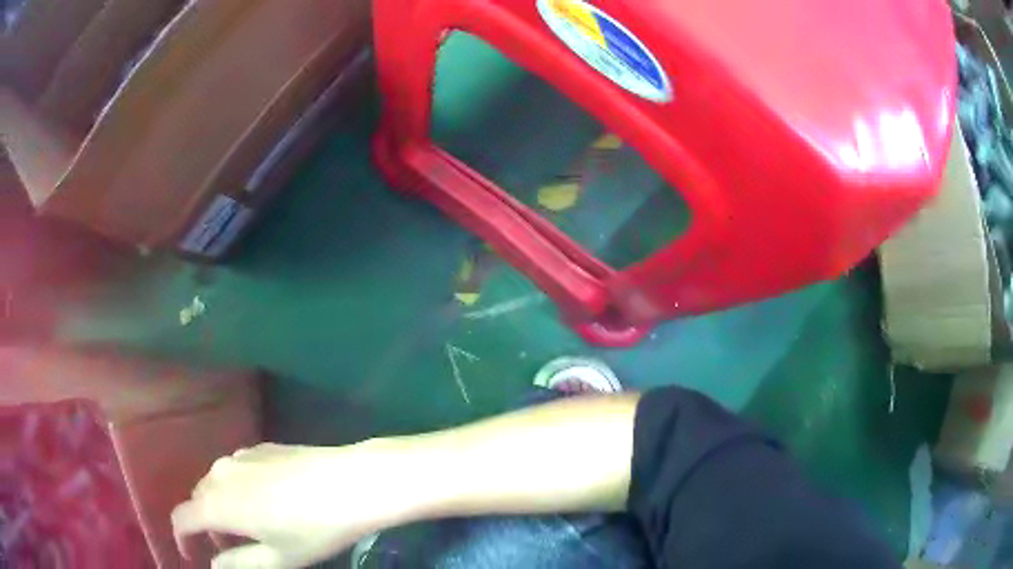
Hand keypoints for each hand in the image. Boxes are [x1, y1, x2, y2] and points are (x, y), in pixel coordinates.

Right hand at [172, 441, 406, 567]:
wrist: (351, 482)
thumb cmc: (313, 529)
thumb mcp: (277, 558)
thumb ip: (239, 563)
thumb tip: (214, 565)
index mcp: (217, 503)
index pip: (182, 518)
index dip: (182, 538)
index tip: (192, 554)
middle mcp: (220, 473)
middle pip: (198, 499)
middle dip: (205, 525)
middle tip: (228, 548)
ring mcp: (240, 455)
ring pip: (216, 483)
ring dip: (220, 506)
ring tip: (247, 527)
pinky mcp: (260, 447)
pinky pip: (235, 470)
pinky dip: (236, 489)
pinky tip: (264, 502)